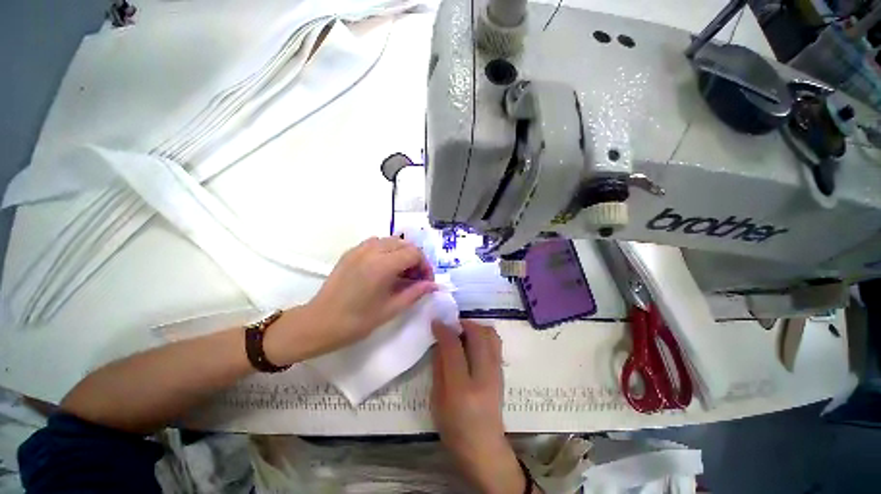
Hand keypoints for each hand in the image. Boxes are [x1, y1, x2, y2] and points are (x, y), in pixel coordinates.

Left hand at [266, 237, 436, 363]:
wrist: (319, 323)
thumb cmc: (357, 321)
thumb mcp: (391, 309)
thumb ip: (415, 293)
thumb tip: (433, 285)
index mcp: (383, 265)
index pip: (414, 253)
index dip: (425, 266)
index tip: (425, 282)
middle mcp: (372, 250)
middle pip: (405, 244)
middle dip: (415, 259)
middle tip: (414, 279)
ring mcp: (359, 249)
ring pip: (391, 241)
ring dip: (401, 253)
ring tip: (400, 273)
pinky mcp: (351, 252)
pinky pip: (376, 243)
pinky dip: (387, 251)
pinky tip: (384, 268)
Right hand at [432, 320, 525, 493]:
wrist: (485, 448)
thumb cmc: (454, 429)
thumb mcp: (437, 400)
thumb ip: (438, 367)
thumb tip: (439, 341)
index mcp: (462, 388)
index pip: (453, 347)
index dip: (444, 330)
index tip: (436, 321)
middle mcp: (483, 376)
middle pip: (478, 335)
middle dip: (463, 323)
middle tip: (451, 325)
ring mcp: (496, 373)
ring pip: (491, 335)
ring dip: (475, 327)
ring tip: (463, 331)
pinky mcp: (502, 372)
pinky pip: (495, 343)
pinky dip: (484, 334)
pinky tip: (473, 342)